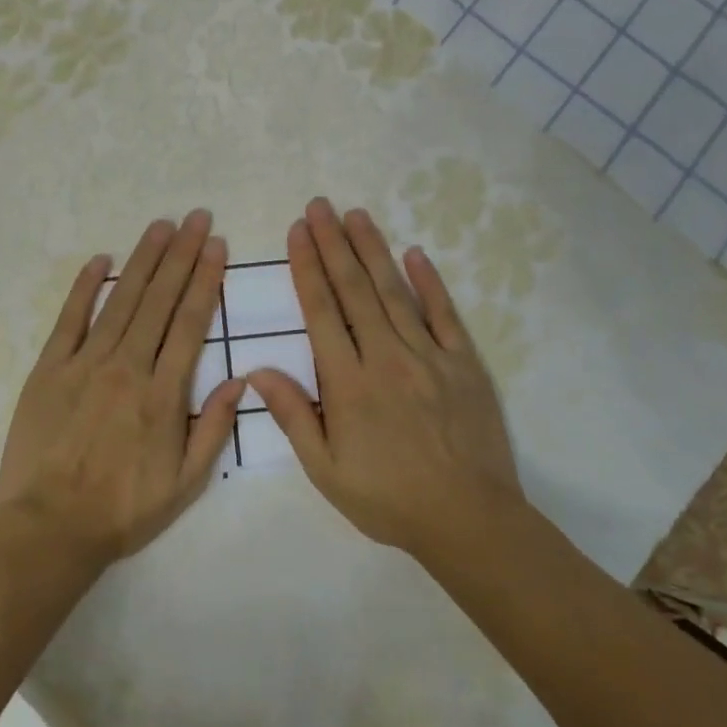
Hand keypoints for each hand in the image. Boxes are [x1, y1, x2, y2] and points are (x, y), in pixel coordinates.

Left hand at [0, 211, 243, 568]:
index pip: (190, 322)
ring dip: (144, 260)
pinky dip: (85, 286)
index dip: (205, 279)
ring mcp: (85, 363)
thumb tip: (243, 379)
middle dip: (181, 254)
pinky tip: (101, 259)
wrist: (49, 528)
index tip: (217, 246)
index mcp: (163, 394)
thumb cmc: (123, 510)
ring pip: (121, 299)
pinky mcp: (49, 368)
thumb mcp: (185, 483)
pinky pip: (70, 318)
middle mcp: (127, 366)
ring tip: (162, 225)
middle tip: (197, 217)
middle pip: (159, 299)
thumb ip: (215, 428)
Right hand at [247, 198, 525, 563]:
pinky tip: (415, 253)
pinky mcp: (463, 363)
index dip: (307, 268)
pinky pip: (443, 314)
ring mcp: (428, 356)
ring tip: (356, 214)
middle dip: (333, 244)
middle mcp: (386, 357)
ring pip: (394, 292)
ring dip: (373, 250)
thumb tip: (258, 371)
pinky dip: (429, 282)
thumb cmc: (388, 498)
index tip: (297, 232)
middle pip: (354, 290)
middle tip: (319, 206)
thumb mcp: (327, 470)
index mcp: (349, 383)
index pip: (322, 312)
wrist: (469, 520)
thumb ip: (294, 416)